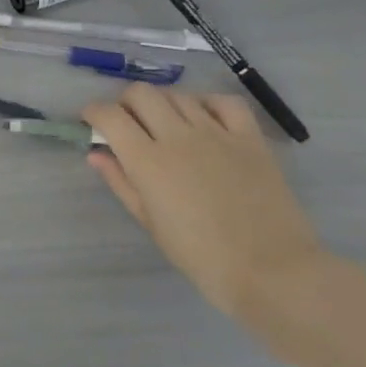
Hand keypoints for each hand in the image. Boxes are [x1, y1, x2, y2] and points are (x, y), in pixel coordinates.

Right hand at [83, 83, 326, 317]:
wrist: (274, 272)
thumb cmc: (202, 256)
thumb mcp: (151, 223)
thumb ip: (121, 182)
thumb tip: (96, 154)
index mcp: (148, 160)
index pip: (109, 115)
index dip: (93, 112)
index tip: (91, 121)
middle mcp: (178, 137)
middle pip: (141, 94)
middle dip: (125, 103)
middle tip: (127, 123)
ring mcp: (217, 134)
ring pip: (179, 95)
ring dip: (163, 103)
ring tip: (165, 123)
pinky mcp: (250, 138)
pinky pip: (225, 103)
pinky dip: (207, 103)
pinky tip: (204, 119)